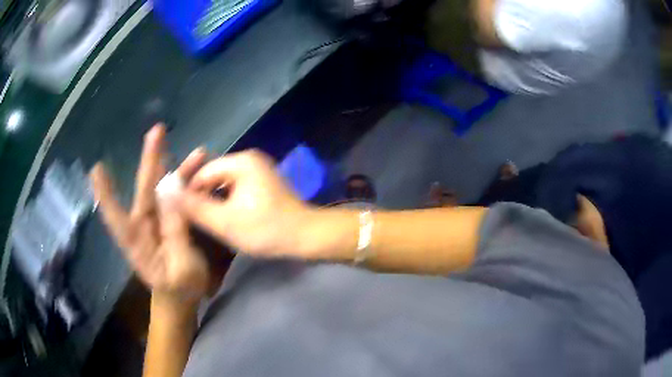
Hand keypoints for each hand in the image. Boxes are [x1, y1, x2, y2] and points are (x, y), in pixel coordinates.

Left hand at [91, 125, 210, 301]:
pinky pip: (178, 197)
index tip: (97, 169)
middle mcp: (143, 224)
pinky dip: (189, 184)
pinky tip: (202, 173)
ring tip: (199, 155)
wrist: (184, 298)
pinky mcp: (170, 220)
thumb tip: (170, 189)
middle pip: (144, 188)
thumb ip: (175, 230)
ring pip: (164, 188)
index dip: (105, 193)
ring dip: (179, 169)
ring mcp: (157, 221)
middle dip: (150, 159)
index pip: (115, 214)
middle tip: (158, 131)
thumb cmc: (179, 289)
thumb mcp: (181, 266)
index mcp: (136, 240)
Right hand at [175, 150, 312, 257]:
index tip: (182, 214)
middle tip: (194, 220)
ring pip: (225, 184)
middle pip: (214, 176)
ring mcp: (259, 171)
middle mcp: (250, 159)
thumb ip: (195, 208)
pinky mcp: (264, 184)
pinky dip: (228, 202)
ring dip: (215, 201)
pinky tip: (224, 218)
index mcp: (241, 161)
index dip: (190, 192)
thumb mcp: (225, 221)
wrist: (307, 236)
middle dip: (203, 197)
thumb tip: (170, 194)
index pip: (203, 172)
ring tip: (206, 221)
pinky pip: (237, 189)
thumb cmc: (266, 229)